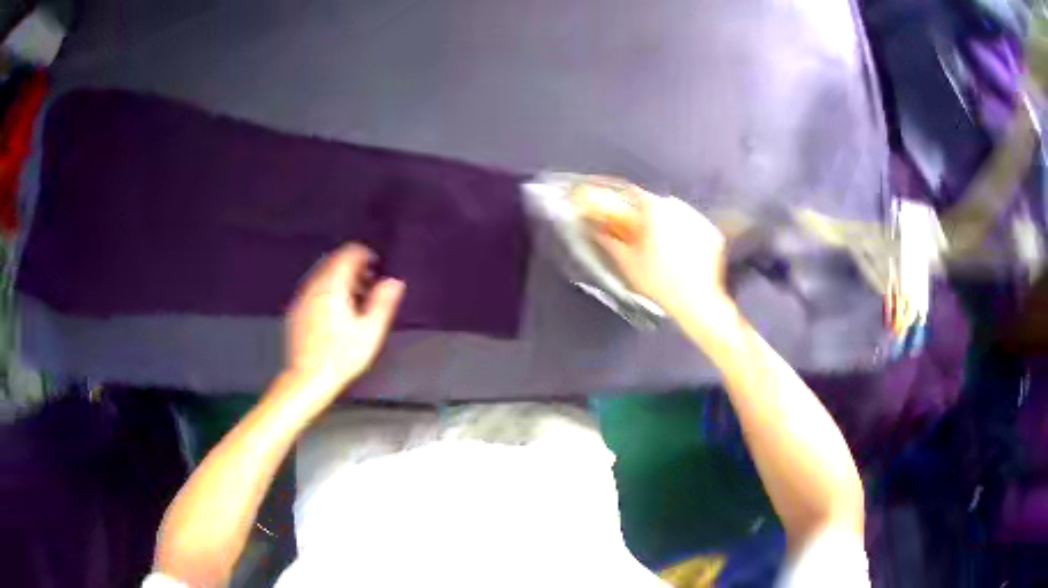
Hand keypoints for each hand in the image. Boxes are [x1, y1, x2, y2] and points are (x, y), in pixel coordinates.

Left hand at [285, 243, 404, 390]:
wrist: (308, 379)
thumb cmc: (340, 358)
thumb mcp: (370, 331)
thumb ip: (383, 302)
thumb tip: (394, 282)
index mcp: (332, 287)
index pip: (348, 254)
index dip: (364, 255)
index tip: (375, 265)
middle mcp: (314, 287)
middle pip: (334, 262)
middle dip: (353, 268)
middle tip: (369, 284)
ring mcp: (303, 299)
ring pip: (323, 275)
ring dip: (340, 280)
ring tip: (355, 301)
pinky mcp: (296, 312)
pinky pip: (313, 290)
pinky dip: (327, 292)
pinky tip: (336, 313)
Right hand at [594, 193, 730, 319]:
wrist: (696, 301)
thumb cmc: (659, 282)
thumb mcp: (627, 261)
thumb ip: (609, 239)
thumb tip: (598, 230)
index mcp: (655, 208)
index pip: (633, 195)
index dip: (623, 205)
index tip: (617, 214)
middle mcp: (678, 207)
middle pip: (656, 205)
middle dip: (647, 219)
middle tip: (640, 240)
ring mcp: (698, 218)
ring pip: (676, 216)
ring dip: (667, 227)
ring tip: (662, 252)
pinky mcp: (712, 233)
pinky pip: (693, 228)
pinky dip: (686, 237)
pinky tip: (680, 257)